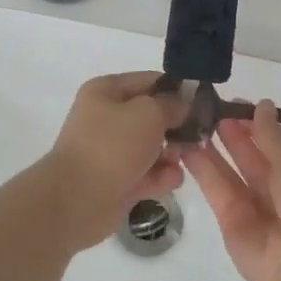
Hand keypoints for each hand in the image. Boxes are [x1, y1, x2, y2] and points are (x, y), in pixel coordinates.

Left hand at [37, 72, 188, 251]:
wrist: (77, 200)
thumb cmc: (112, 145)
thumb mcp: (149, 113)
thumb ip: (172, 105)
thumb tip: (184, 103)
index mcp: (106, 91)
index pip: (150, 81)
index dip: (177, 89)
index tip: (203, 103)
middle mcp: (107, 118)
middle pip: (153, 116)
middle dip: (176, 127)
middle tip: (198, 136)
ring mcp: (111, 152)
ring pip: (153, 147)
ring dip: (171, 154)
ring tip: (178, 162)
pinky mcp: (117, 181)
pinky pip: (147, 173)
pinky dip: (160, 177)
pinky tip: (169, 182)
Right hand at [181, 99, 280, 280]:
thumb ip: (272, 135)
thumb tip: (261, 105)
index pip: (274, 143)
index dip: (253, 124)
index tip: (232, 103)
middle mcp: (277, 190)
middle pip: (249, 156)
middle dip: (231, 133)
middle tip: (206, 109)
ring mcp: (253, 208)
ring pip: (229, 172)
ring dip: (212, 148)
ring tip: (190, 123)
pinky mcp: (230, 223)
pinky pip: (216, 191)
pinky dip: (202, 170)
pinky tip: (187, 148)